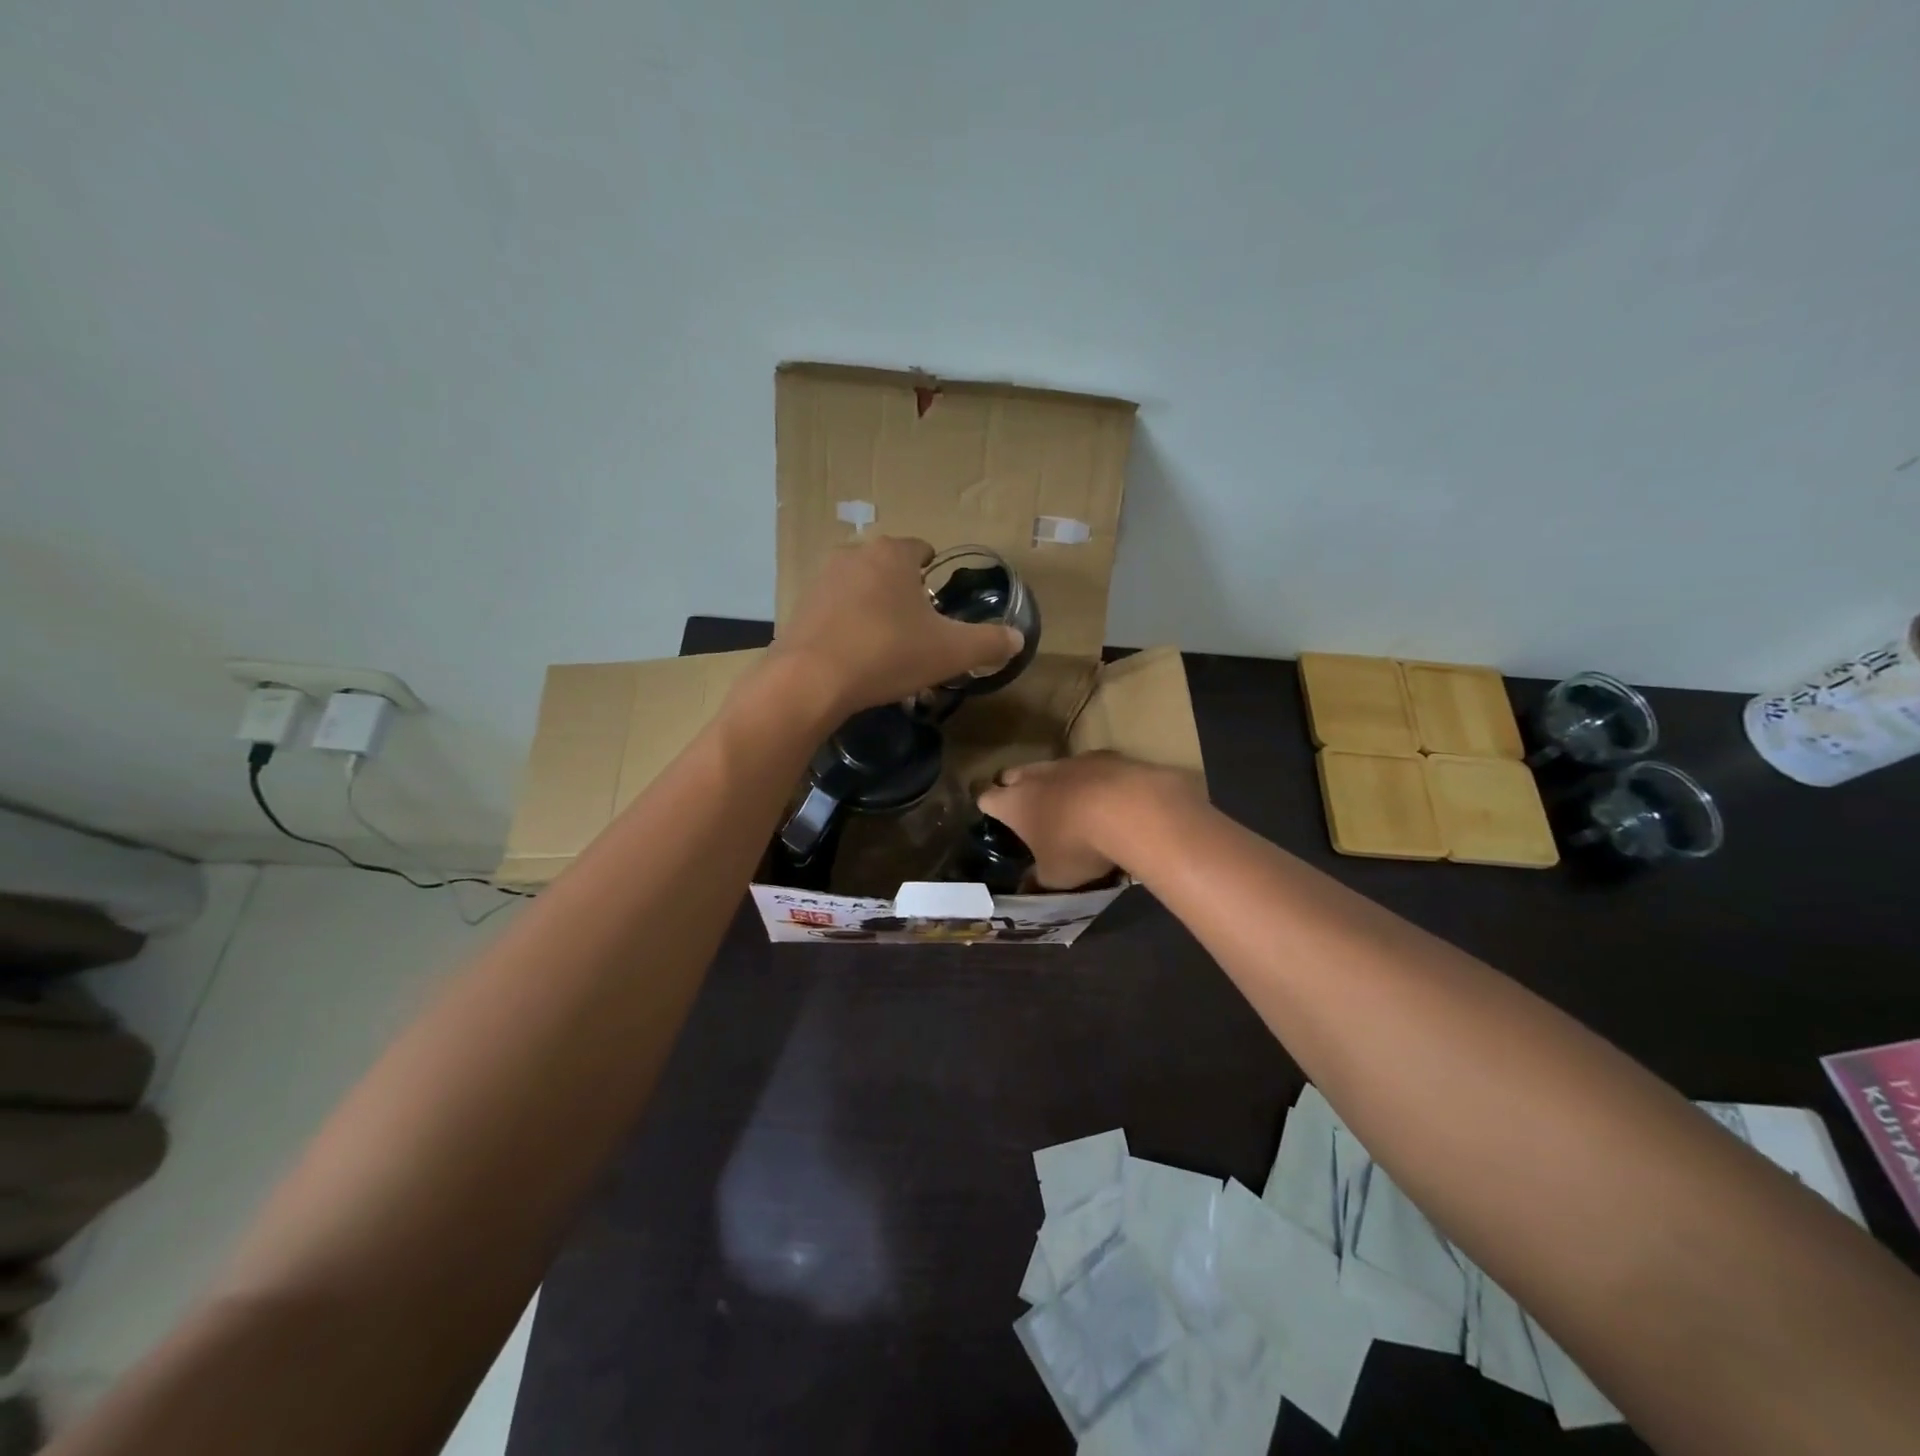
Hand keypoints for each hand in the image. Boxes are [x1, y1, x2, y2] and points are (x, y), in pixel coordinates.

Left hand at [772, 536, 1022, 714]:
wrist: (811, 680)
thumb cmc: (888, 653)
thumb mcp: (951, 651)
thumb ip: (989, 642)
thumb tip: (1018, 639)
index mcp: (893, 555)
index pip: (921, 549)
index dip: (934, 572)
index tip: (939, 600)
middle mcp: (854, 555)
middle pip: (888, 568)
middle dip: (903, 593)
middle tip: (918, 628)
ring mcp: (821, 580)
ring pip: (859, 589)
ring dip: (873, 609)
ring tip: (886, 646)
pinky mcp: (798, 608)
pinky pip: (834, 612)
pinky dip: (847, 627)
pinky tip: (855, 658)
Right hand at [979, 752, 1202, 889]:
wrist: (1130, 809)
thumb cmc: (1078, 846)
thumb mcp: (1056, 876)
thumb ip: (1038, 880)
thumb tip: (1027, 887)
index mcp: (1014, 804)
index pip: (986, 798)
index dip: (987, 806)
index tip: (991, 816)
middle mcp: (1035, 776)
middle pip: (1012, 774)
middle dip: (1014, 788)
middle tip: (1025, 809)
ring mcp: (1069, 762)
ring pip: (1050, 768)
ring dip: (1054, 783)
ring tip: (1069, 805)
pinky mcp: (1102, 756)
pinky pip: (1087, 766)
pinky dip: (1090, 780)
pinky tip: (1106, 798)